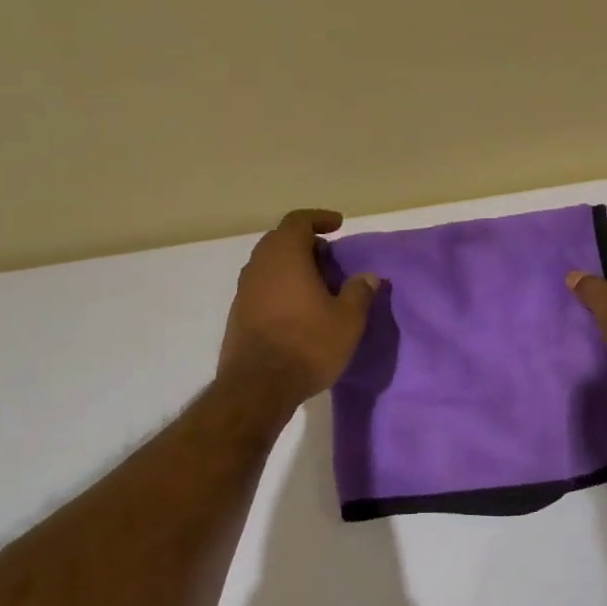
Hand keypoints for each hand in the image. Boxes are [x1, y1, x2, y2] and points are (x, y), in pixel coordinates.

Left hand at [219, 209, 378, 409]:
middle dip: (305, 242)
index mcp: (285, 256)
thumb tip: (368, 276)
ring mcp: (244, 290)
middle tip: (329, 257)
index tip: (338, 225)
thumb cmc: (308, 344)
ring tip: (317, 283)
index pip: (298, 221)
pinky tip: (298, 308)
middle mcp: (259, 265)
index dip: (319, 218)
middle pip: (280, 240)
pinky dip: (281, 286)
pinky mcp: (238, 314)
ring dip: (292, 265)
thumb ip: (359, 292)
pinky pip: (262, 286)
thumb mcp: (348, 320)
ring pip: (269, 264)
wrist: (258, 387)